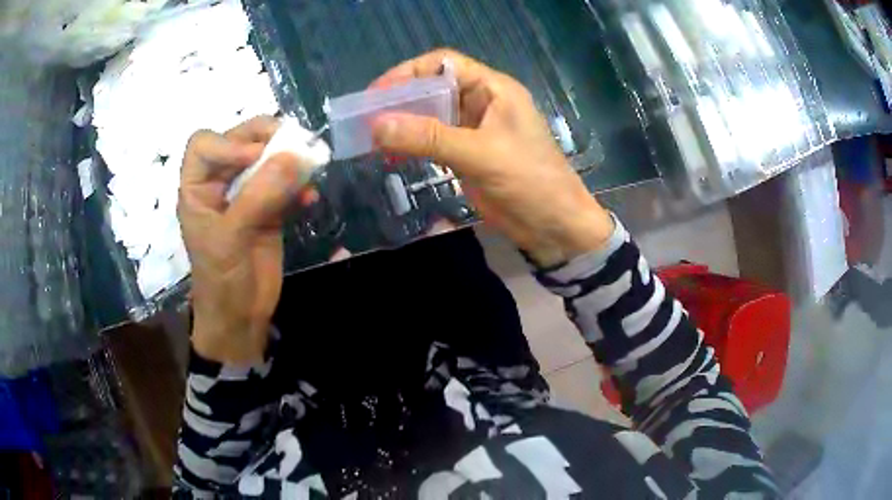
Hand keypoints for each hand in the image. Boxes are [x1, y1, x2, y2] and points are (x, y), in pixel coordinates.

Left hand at [178, 116, 313, 363]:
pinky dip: (300, 186)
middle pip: (239, 142)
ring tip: (309, 166)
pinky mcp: (269, 210)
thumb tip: (295, 155)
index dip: (229, 142)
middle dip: (266, 139)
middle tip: (293, 144)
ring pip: (266, 160)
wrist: (241, 317)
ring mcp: (245, 196)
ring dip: (289, 160)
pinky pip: (286, 185)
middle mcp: (219, 185)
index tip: (257, 156)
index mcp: (197, 189)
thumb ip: (259, 195)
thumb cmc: (222, 280)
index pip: (204, 145)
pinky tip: (311, 199)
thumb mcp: (232, 237)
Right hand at [371, 49, 613, 266]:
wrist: (555, 227)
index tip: (376, 93)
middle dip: (401, 100)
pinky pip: (435, 141)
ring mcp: (475, 130)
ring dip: (404, 124)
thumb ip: (429, 138)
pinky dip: (413, 145)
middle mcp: (483, 103)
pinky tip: (391, 154)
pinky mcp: (469, 155)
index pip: (444, 64)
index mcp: (493, 89)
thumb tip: (377, 125)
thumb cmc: (530, 182)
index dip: (409, 73)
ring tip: (371, 137)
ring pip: (432, 116)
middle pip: (434, 89)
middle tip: (366, 118)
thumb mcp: (480, 154)